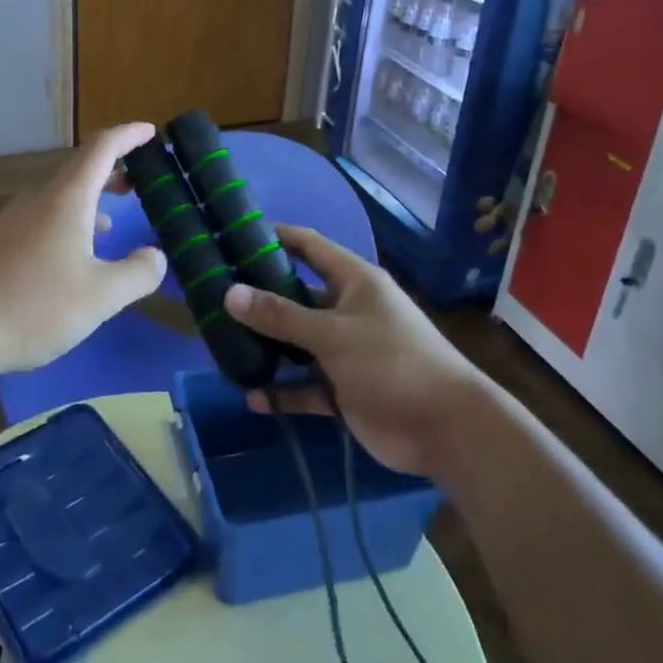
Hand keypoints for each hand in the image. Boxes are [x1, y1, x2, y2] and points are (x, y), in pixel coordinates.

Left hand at [0, 123, 167, 378]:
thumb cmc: (33, 307)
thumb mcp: (101, 296)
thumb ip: (138, 273)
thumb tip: (156, 256)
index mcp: (65, 200)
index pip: (100, 149)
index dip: (127, 136)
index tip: (149, 131)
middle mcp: (36, 202)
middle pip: (79, 173)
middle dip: (111, 172)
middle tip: (138, 184)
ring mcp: (10, 223)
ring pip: (58, 201)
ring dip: (89, 203)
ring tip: (110, 223)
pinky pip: (40, 222)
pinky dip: (67, 225)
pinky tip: (69, 259)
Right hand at [224, 226, 485, 478]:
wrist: (446, 428)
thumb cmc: (392, 362)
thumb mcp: (333, 334)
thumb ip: (281, 315)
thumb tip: (230, 293)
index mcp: (354, 282)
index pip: (310, 247)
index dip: (276, 237)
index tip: (235, 234)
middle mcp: (348, 310)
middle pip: (297, 297)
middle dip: (261, 299)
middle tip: (216, 297)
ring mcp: (346, 352)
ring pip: (298, 344)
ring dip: (268, 348)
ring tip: (224, 347)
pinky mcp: (345, 390)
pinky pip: (307, 386)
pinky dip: (284, 392)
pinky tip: (253, 398)